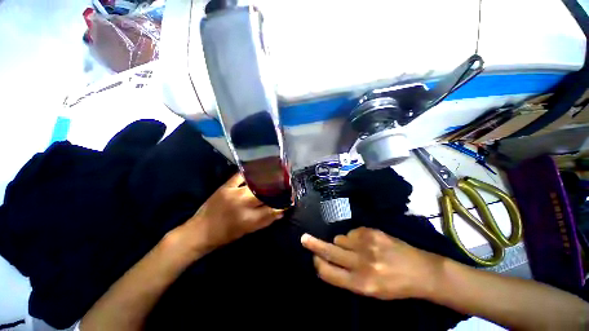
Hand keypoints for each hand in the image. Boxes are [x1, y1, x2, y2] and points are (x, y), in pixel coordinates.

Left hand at [182, 174, 284, 253]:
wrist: (200, 231)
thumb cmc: (225, 235)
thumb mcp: (248, 232)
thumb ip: (266, 221)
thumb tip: (281, 211)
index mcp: (249, 219)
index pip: (273, 208)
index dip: (284, 203)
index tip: (290, 199)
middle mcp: (243, 204)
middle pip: (267, 192)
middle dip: (279, 188)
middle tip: (286, 185)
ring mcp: (234, 192)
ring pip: (257, 182)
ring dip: (269, 178)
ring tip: (278, 174)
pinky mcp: (226, 186)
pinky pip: (242, 175)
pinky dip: (252, 171)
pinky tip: (261, 168)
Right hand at [301, 227, 443, 299]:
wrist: (421, 271)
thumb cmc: (394, 285)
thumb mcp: (370, 290)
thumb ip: (347, 277)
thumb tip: (327, 261)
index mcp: (361, 284)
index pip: (329, 273)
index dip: (318, 264)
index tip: (313, 258)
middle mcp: (362, 263)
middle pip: (330, 251)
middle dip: (314, 245)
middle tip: (304, 238)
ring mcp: (367, 244)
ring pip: (340, 238)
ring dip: (342, 242)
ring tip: (357, 248)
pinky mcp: (372, 231)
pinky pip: (352, 231)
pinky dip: (354, 236)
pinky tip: (367, 242)